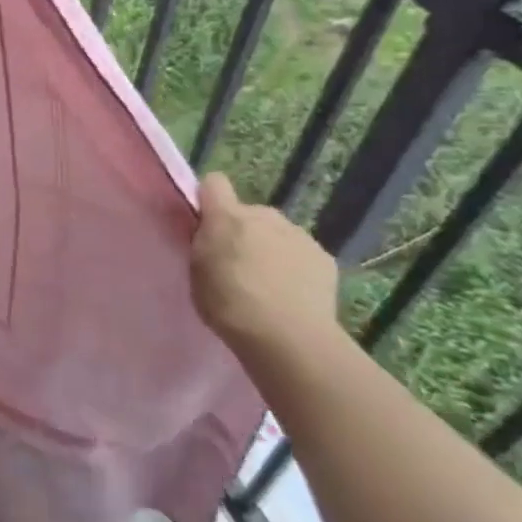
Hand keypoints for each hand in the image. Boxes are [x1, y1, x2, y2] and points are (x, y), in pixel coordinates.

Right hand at [191, 174, 339, 355]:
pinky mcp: (324, 257)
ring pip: (277, 233)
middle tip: (236, 264)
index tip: (205, 222)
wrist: (288, 338)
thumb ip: (203, 244)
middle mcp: (264, 215)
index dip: (208, 198)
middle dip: (242, 231)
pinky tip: (292, 294)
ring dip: (269, 248)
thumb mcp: (197, 272)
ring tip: (267, 284)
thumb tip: (210, 235)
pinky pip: (301, 253)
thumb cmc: (229, 305)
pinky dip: (294, 266)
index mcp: (227, 217)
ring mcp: (298, 235)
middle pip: (248, 212)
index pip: (214, 183)